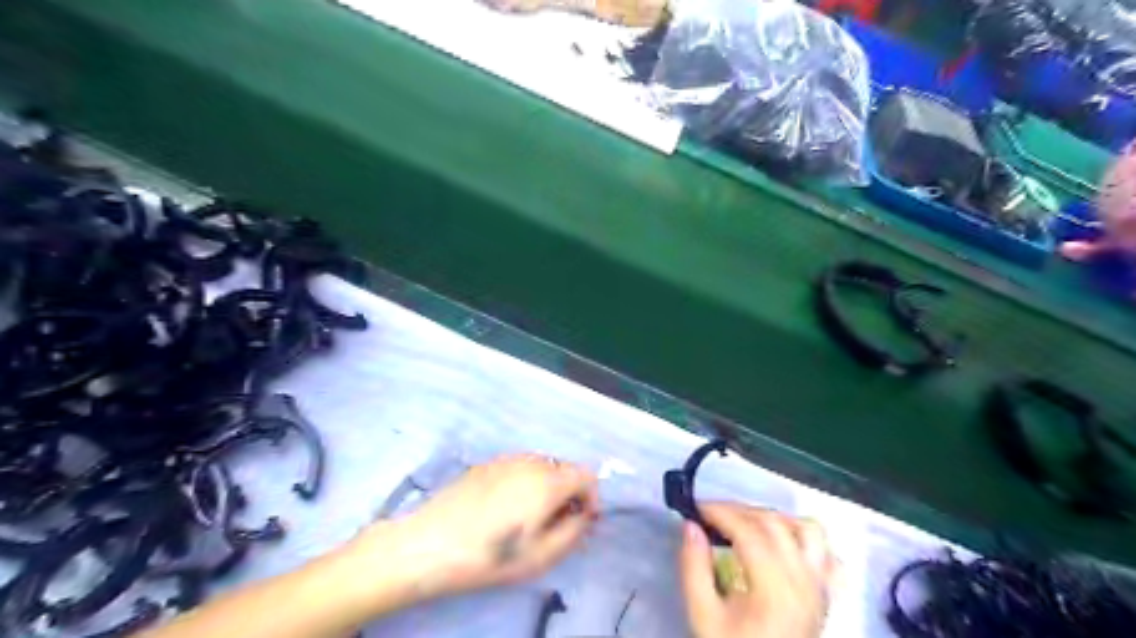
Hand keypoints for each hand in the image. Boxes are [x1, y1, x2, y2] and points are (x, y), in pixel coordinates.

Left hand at [355, 454, 597, 602]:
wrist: (429, 543)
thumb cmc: (490, 554)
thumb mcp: (541, 556)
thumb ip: (573, 532)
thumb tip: (584, 516)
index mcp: (548, 481)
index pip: (586, 475)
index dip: (592, 498)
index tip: (583, 521)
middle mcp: (531, 462)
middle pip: (564, 469)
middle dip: (569, 494)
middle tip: (557, 524)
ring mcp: (506, 459)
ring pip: (541, 467)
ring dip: (547, 487)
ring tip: (530, 518)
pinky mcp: (486, 464)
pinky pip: (518, 467)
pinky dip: (525, 483)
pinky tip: (504, 508)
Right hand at [678, 504, 836, 637]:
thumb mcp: (703, 615)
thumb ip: (694, 568)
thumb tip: (690, 526)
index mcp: (775, 588)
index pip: (749, 531)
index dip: (721, 512)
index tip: (696, 509)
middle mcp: (804, 581)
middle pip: (775, 524)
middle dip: (739, 510)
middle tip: (712, 514)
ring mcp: (820, 586)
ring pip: (808, 530)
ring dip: (775, 518)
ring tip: (747, 523)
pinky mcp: (826, 594)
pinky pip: (826, 553)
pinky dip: (804, 538)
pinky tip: (782, 542)